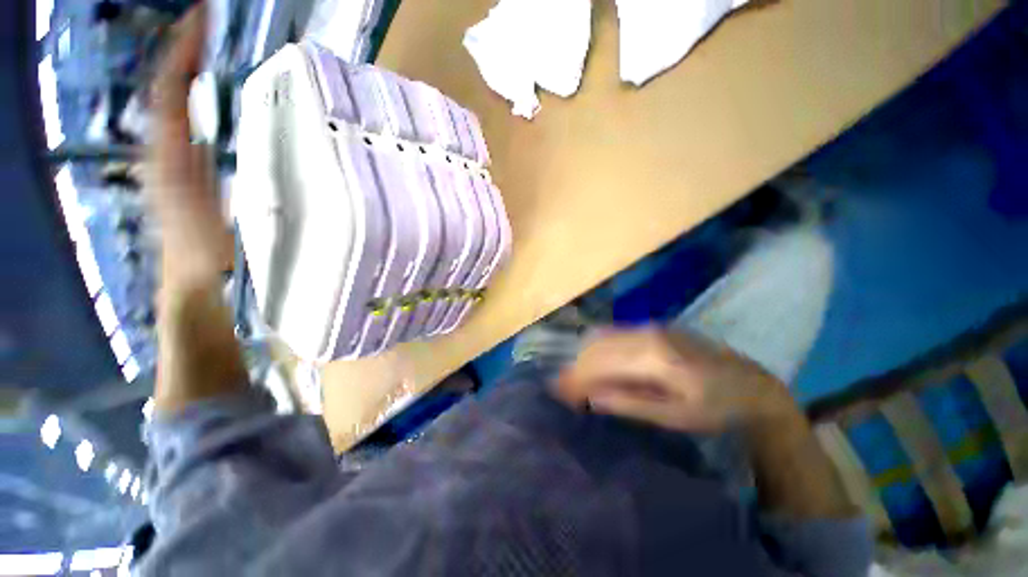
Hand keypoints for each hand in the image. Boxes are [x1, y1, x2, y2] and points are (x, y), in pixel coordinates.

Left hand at [145, 0, 232, 286]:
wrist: (192, 277)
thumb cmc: (204, 255)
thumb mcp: (210, 226)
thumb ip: (209, 187)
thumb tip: (213, 153)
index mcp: (171, 156)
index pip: (171, 92)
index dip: (183, 54)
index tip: (202, 19)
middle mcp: (165, 147)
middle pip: (168, 87)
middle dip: (185, 50)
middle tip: (207, 21)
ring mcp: (172, 153)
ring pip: (172, 100)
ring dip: (187, 68)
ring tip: (207, 42)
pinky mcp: (182, 163)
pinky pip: (181, 119)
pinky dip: (190, 94)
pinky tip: (203, 86)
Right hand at [555, 327, 798, 433]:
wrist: (751, 384)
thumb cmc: (716, 408)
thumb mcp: (676, 416)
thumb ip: (631, 404)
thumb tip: (592, 397)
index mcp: (654, 358)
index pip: (601, 364)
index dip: (577, 378)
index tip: (560, 392)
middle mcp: (646, 334)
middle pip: (598, 347)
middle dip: (575, 367)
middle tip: (562, 388)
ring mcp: (649, 327)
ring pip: (603, 337)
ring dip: (584, 356)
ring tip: (575, 377)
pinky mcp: (653, 327)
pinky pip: (615, 332)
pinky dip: (598, 346)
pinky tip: (593, 359)